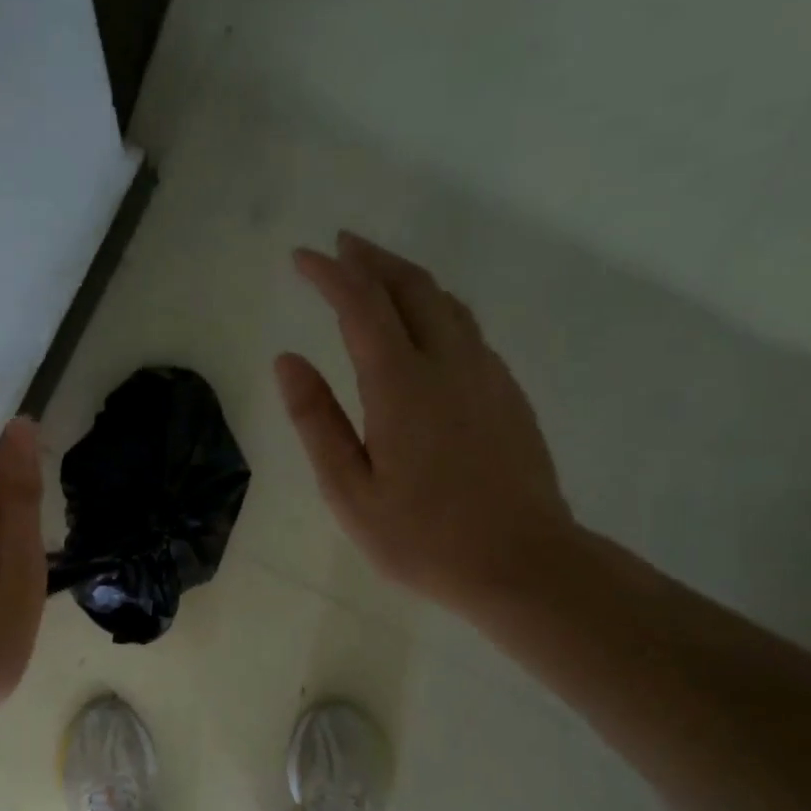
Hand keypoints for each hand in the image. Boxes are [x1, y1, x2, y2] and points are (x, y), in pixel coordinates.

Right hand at [275, 232, 577, 616]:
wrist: (523, 563)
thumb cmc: (423, 538)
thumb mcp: (349, 491)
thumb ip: (316, 421)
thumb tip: (287, 360)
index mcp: (402, 385)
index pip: (360, 305)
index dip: (329, 274)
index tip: (301, 257)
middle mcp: (449, 363)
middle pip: (411, 287)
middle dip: (371, 259)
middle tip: (340, 246)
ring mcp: (486, 375)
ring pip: (446, 302)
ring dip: (406, 278)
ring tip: (376, 273)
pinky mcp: (507, 393)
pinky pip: (467, 328)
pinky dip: (435, 307)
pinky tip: (423, 325)